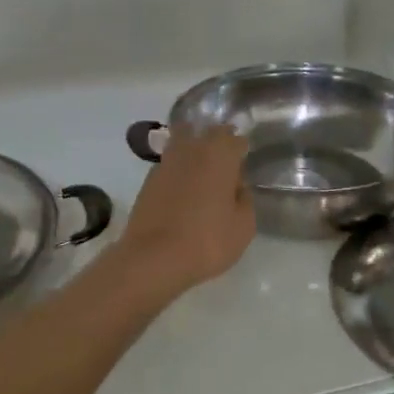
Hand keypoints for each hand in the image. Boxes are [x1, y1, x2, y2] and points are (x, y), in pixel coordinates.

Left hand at [115, 124, 256, 296]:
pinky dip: (178, 173)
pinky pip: (170, 167)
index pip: (235, 139)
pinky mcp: (147, 182)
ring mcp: (165, 163)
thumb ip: (244, 199)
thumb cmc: (208, 240)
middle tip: (226, 163)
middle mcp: (191, 150)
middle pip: (207, 134)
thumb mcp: (243, 226)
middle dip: (218, 143)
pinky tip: (183, 192)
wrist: (154, 258)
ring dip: (195, 153)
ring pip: (183, 145)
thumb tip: (236, 187)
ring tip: (203, 175)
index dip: (242, 149)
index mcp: (219, 154)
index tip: (246, 162)